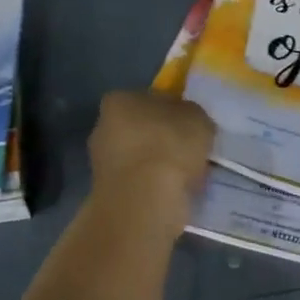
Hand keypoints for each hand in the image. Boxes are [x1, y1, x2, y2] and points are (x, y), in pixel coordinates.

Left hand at [88, 90, 214, 231]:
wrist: (144, 199)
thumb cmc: (169, 146)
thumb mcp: (197, 118)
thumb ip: (192, 115)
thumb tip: (189, 123)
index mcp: (119, 99)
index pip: (150, 99)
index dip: (174, 111)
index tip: (191, 128)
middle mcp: (103, 126)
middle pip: (142, 129)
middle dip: (163, 140)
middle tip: (191, 153)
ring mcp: (101, 162)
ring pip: (140, 158)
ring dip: (160, 166)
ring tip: (188, 177)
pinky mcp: (107, 192)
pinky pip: (139, 184)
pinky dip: (154, 187)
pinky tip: (174, 194)